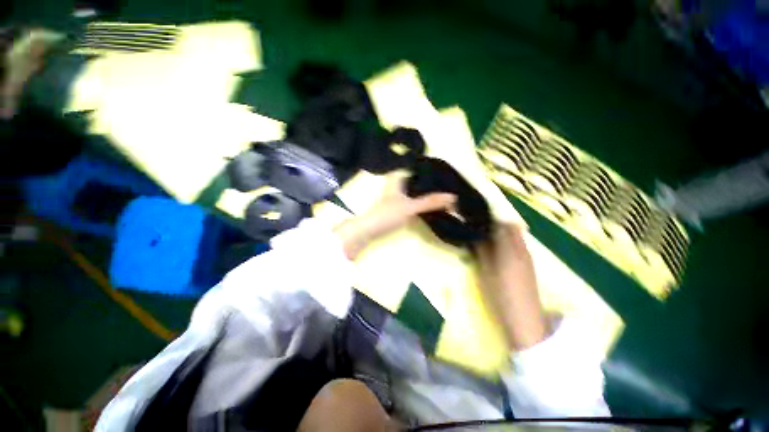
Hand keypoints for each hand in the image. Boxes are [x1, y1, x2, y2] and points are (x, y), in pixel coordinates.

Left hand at [335, 173, 455, 259]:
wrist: (368, 231)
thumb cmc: (386, 214)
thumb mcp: (410, 207)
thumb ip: (430, 202)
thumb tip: (453, 197)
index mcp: (398, 177)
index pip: (419, 169)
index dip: (433, 172)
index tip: (449, 175)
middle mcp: (398, 184)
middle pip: (419, 181)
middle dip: (433, 184)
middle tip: (451, 186)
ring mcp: (397, 195)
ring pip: (417, 191)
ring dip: (428, 194)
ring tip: (446, 195)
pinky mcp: (398, 206)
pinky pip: (414, 200)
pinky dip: (423, 202)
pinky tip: (433, 205)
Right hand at [475, 223, 549, 349]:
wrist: (525, 318)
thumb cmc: (501, 293)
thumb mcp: (486, 270)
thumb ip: (481, 250)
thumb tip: (473, 235)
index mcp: (510, 249)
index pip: (502, 224)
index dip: (490, 218)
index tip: (477, 216)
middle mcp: (522, 249)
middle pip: (511, 227)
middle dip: (496, 222)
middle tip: (480, 224)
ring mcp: (527, 256)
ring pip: (515, 235)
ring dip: (502, 231)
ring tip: (486, 235)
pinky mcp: (528, 265)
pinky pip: (518, 244)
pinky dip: (507, 241)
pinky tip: (497, 249)